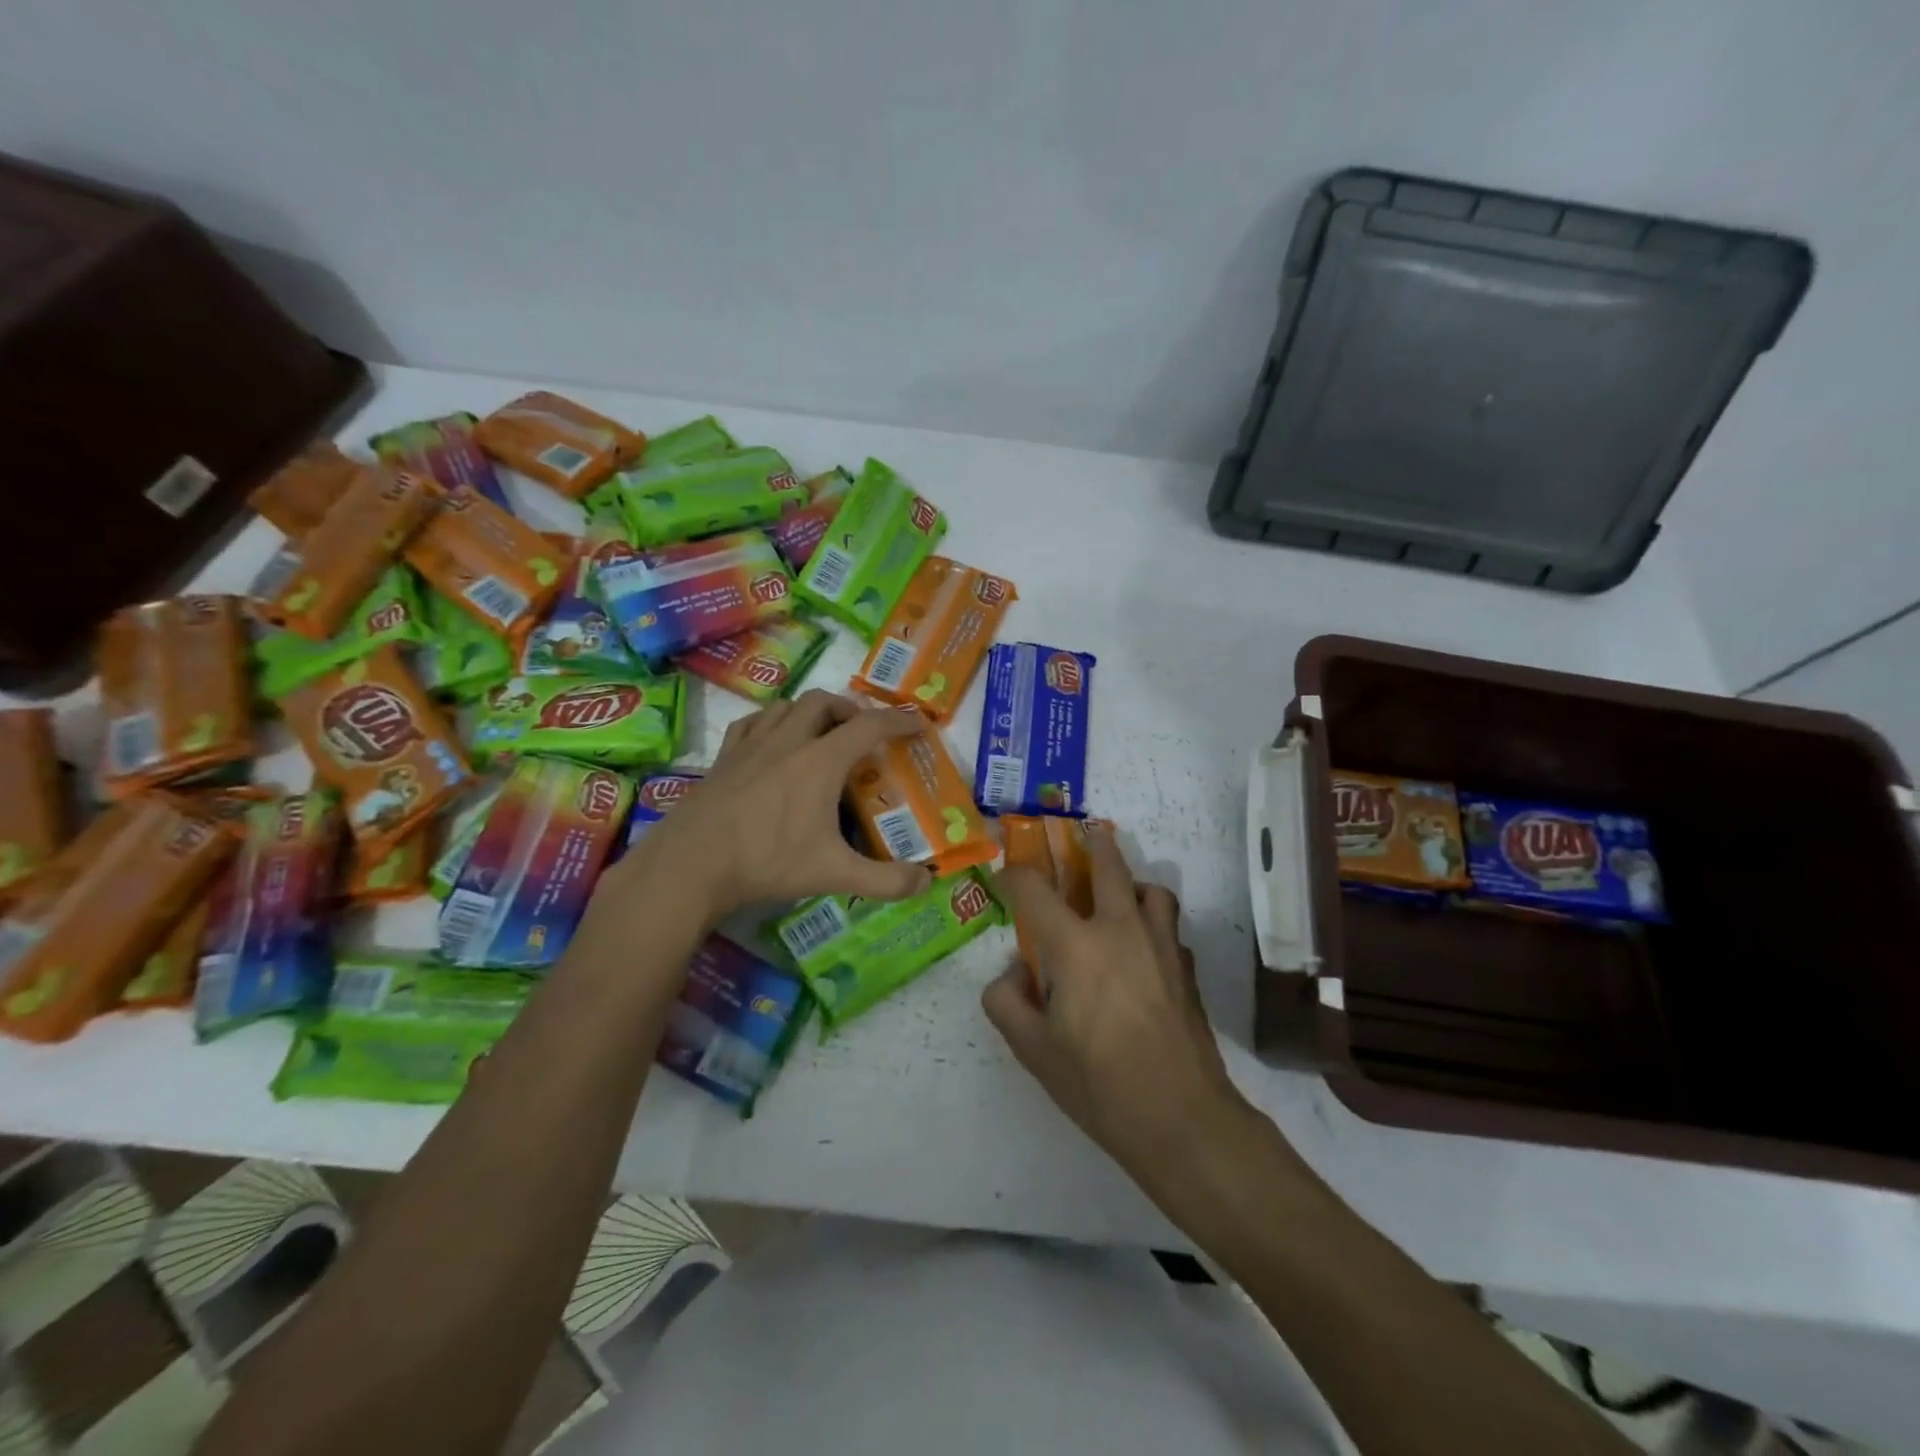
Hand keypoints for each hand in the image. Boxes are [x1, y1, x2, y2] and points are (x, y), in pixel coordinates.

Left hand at [610, 690, 931, 921]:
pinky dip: (771, 721)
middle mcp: (787, 741)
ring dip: (812, 711)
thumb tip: (927, 883)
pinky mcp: (724, 758)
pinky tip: (772, 740)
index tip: (917, 722)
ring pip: (786, 706)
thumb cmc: (767, 862)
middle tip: (864, 732)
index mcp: (820, 761)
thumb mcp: (833, 874)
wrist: (690, 865)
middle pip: (824, 702)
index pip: (869, 726)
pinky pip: (752, 722)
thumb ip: (885, 880)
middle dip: (851, 709)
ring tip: (822, 733)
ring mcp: (751, 746)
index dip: (898, 720)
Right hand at [983, 824, 1249, 1192]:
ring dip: (1131, 883)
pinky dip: (1153, 922)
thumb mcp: (1033, 1051)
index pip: (1035, 889)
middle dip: (1092, 844)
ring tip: (1118, 899)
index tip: (1007, 878)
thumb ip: (1007, 1002)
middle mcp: (1120, 930)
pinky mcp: (1186, 967)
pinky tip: (1143, 949)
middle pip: (1108, 865)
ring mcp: (1161, 945)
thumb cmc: (1099, 1084)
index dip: (1015, 876)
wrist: (1182, 1118)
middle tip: (1083, 836)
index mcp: (1076, 946)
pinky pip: (1169, 926)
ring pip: (1152, 889)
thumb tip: (1015, 972)